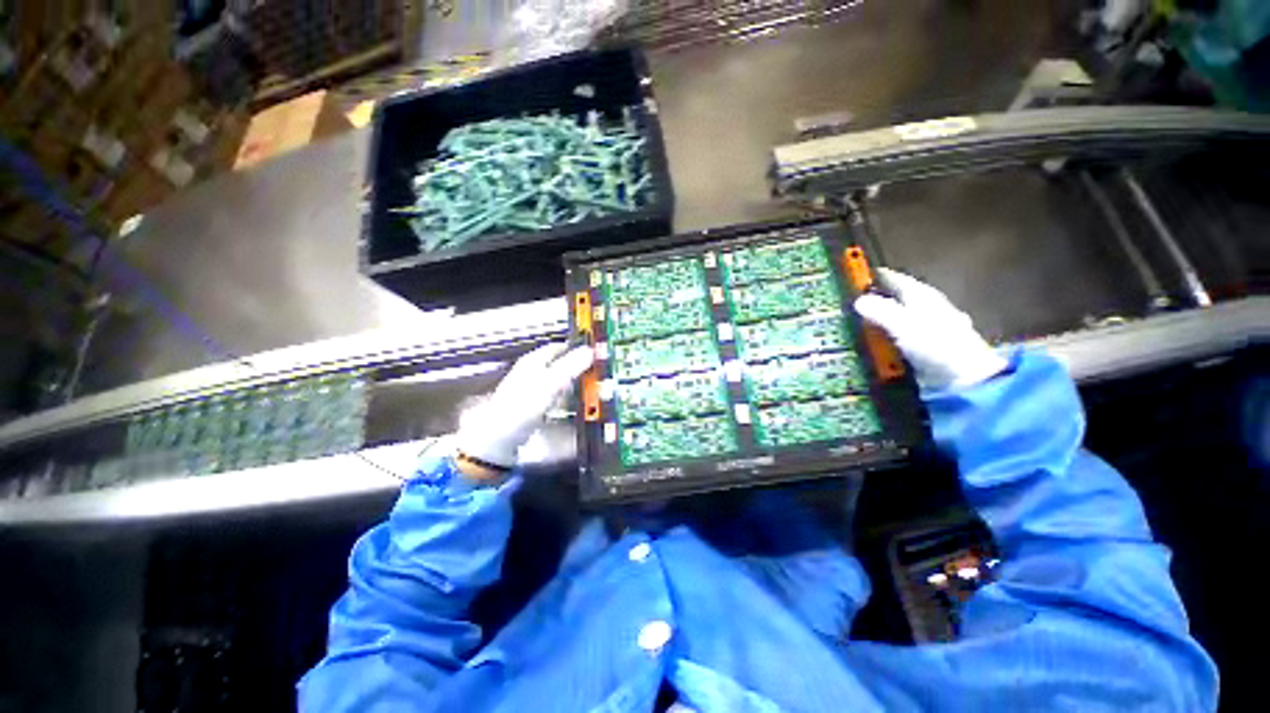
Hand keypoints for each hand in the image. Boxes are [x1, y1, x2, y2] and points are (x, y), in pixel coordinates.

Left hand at [456, 342, 594, 468]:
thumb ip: (571, 365)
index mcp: (534, 361)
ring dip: (573, 384)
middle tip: (595, 373)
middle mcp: (532, 372)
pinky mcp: (533, 407)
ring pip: (558, 381)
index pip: (559, 347)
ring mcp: (532, 390)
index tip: (594, 353)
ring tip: (588, 390)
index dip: (576, 348)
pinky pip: (554, 397)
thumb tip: (591, 350)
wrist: (499, 439)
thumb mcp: (551, 382)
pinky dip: (565, 398)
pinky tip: (572, 406)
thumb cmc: (523, 406)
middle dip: (577, 368)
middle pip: (559, 364)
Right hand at [854, 268, 1006, 390]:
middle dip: (872, 299)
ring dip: (876, 320)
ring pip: (894, 318)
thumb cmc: (937, 345)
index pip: (894, 279)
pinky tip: (871, 344)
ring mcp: (925, 329)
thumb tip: (858, 300)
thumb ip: (881, 311)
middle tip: (846, 302)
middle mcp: (924, 308)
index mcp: (922, 296)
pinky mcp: (923, 349)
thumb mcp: (904, 325)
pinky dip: (883, 338)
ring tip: (852, 323)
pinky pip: (895, 338)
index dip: (874, 276)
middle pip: (894, 298)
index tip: (851, 277)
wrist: (965, 379)